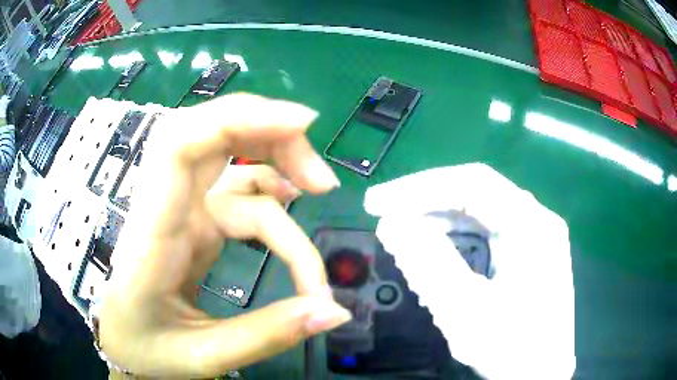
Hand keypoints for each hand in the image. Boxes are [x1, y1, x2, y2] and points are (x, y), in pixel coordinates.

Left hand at [98, 94, 350, 377]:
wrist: (123, 342)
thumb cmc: (145, 348)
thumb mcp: (203, 356)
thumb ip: (267, 335)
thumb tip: (334, 311)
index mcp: (153, 232)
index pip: (182, 145)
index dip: (239, 117)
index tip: (302, 124)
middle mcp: (166, 206)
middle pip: (213, 134)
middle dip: (273, 136)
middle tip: (322, 179)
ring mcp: (181, 210)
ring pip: (232, 161)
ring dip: (279, 166)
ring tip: (319, 191)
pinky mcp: (195, 221)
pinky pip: (238, 193)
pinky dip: (271, 196)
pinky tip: (291, 203)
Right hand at [364, 163, 574, 379]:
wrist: (540, 375)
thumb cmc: (512, 349)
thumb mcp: (466, 312)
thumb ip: (429, 264)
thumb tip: (391, 224)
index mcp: (532, 225)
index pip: (472, 183)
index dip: (420, 188)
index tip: (377, 204)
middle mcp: (537, 220)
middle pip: (476, 193)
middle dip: (427, 203)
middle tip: (385, 216)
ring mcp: (535, 236)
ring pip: (480, 213)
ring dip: (439, 222)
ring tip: (405, 238)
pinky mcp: (528, 253)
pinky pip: (487, 234)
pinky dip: (456, 240)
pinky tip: (436, 255)